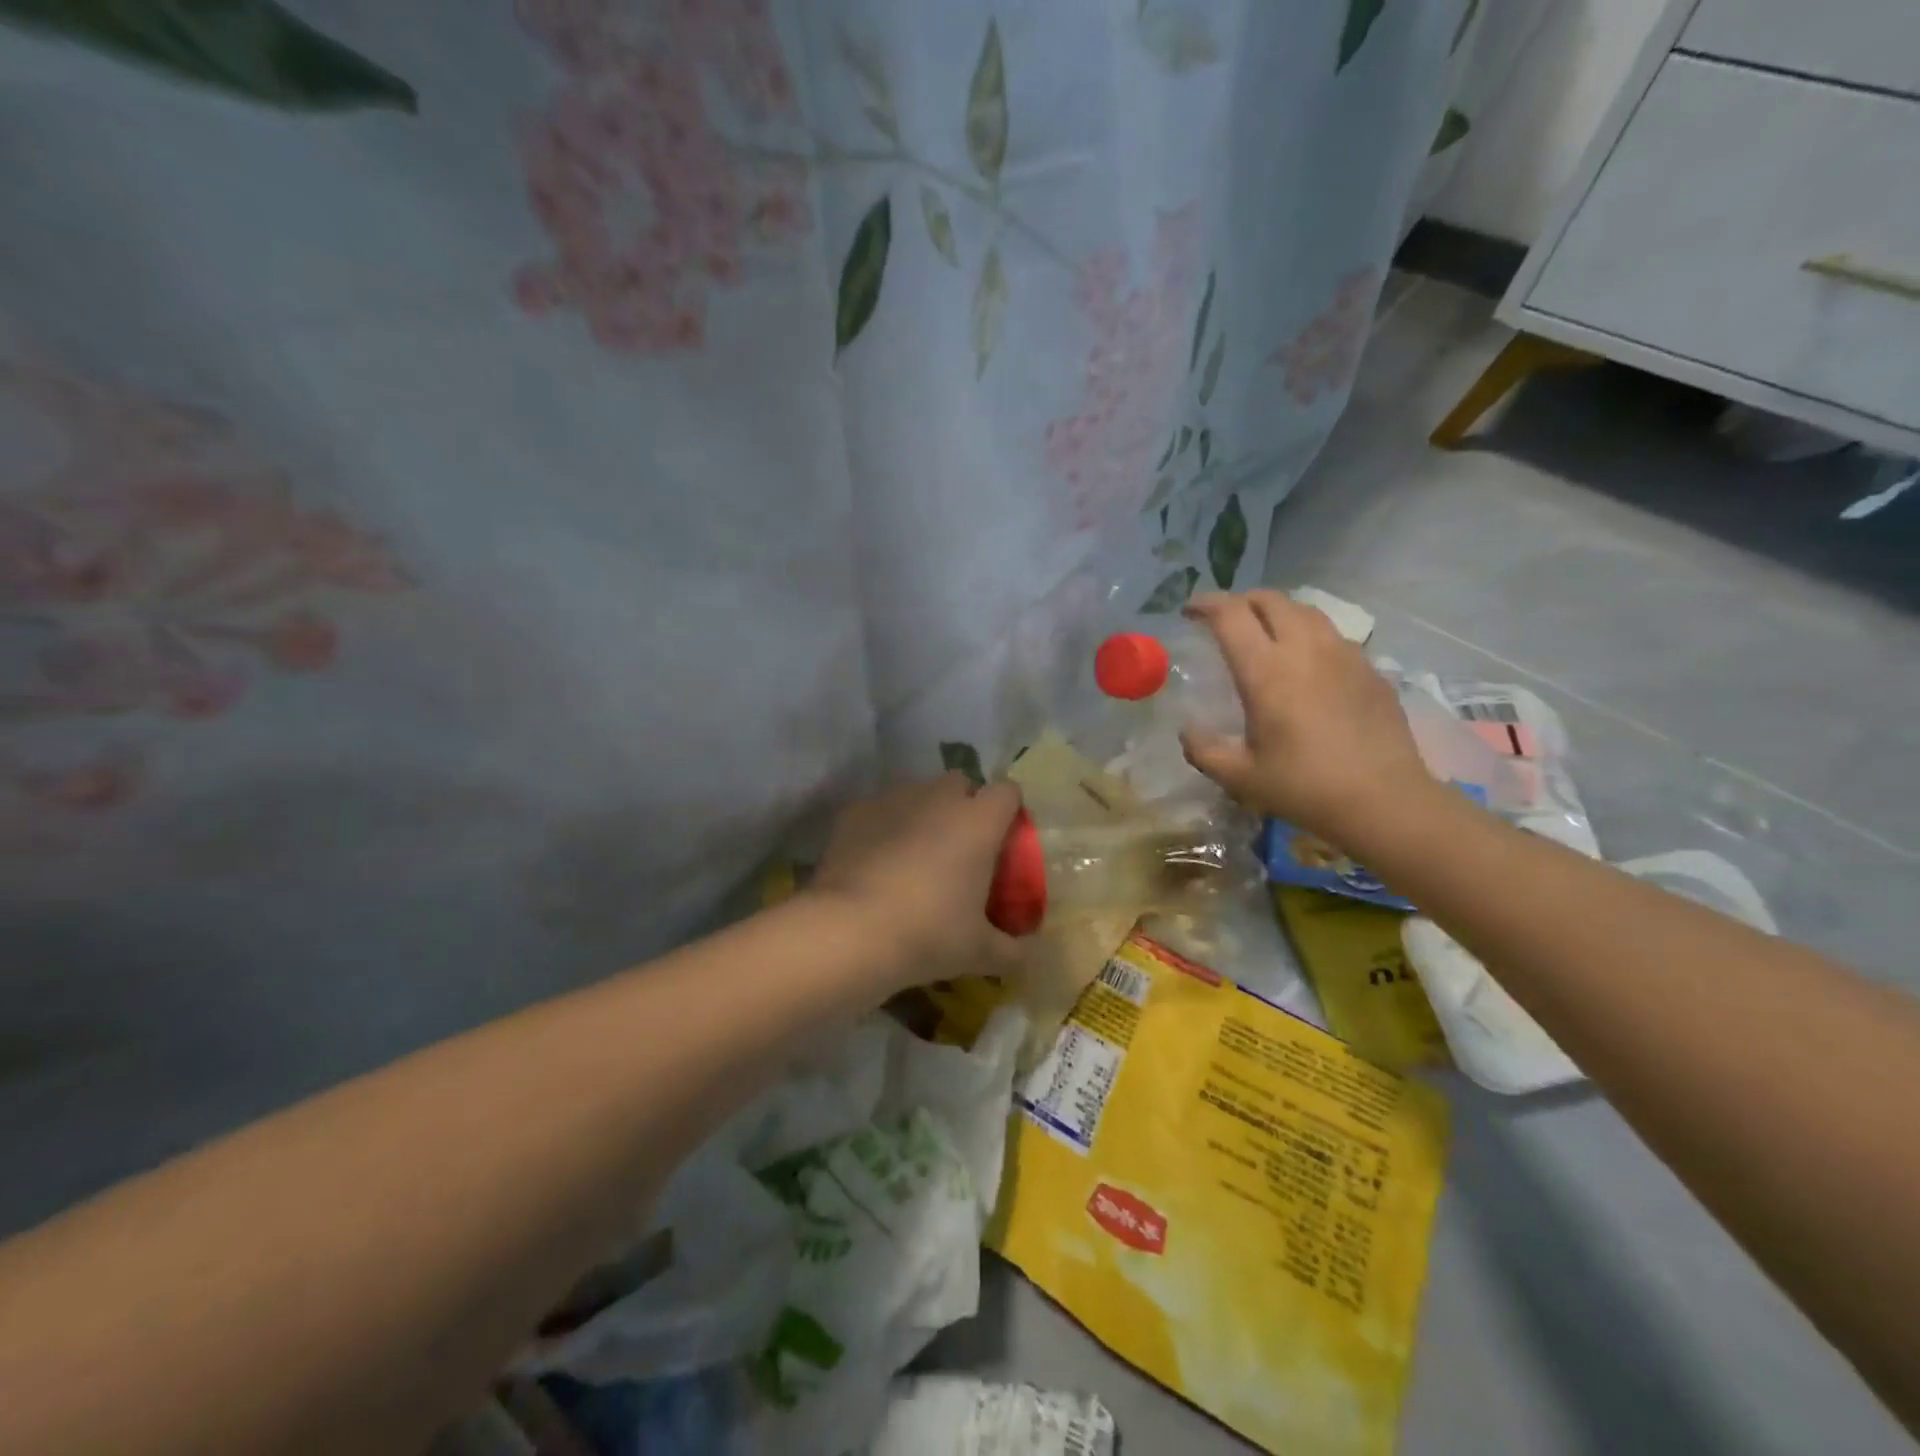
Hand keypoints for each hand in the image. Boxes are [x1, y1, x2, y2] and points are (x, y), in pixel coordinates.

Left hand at [809, 773, 1023, 993]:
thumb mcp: (979, 952)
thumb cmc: (929, 934)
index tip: (1003, 840)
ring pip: (917, 792)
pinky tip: (876, 860)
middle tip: (960, 847)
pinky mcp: (855, 811)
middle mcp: (939, 797)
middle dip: (963, 805)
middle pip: (960, 783)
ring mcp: (893, 799)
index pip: (1007, 792)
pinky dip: (883, 826)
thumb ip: (1011, 951)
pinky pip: (879, 809)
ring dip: (922, 813)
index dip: (1008, 811)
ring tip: (915, 855)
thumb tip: (1027, 957)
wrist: (851, 930)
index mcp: (979, 821)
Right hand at [1179, 591, 1432, 841]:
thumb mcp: (1239, 776)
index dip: (1206, 604)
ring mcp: (1344, 655)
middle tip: (1225, 618)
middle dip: (1242, 600)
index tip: (1189, 610)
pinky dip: (1310, 636)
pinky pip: (1334, 636)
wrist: (1385, 801)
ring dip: (1278, 612)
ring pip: (1306, 611)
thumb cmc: (1304, 787)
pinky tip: (1308, 664)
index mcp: (1265, 670)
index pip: (1230, 615)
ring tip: (1266, 632)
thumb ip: (1204, 750)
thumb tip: (1187, 731)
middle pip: (1271, 600)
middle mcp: (1305, 649)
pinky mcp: (1370, 669)